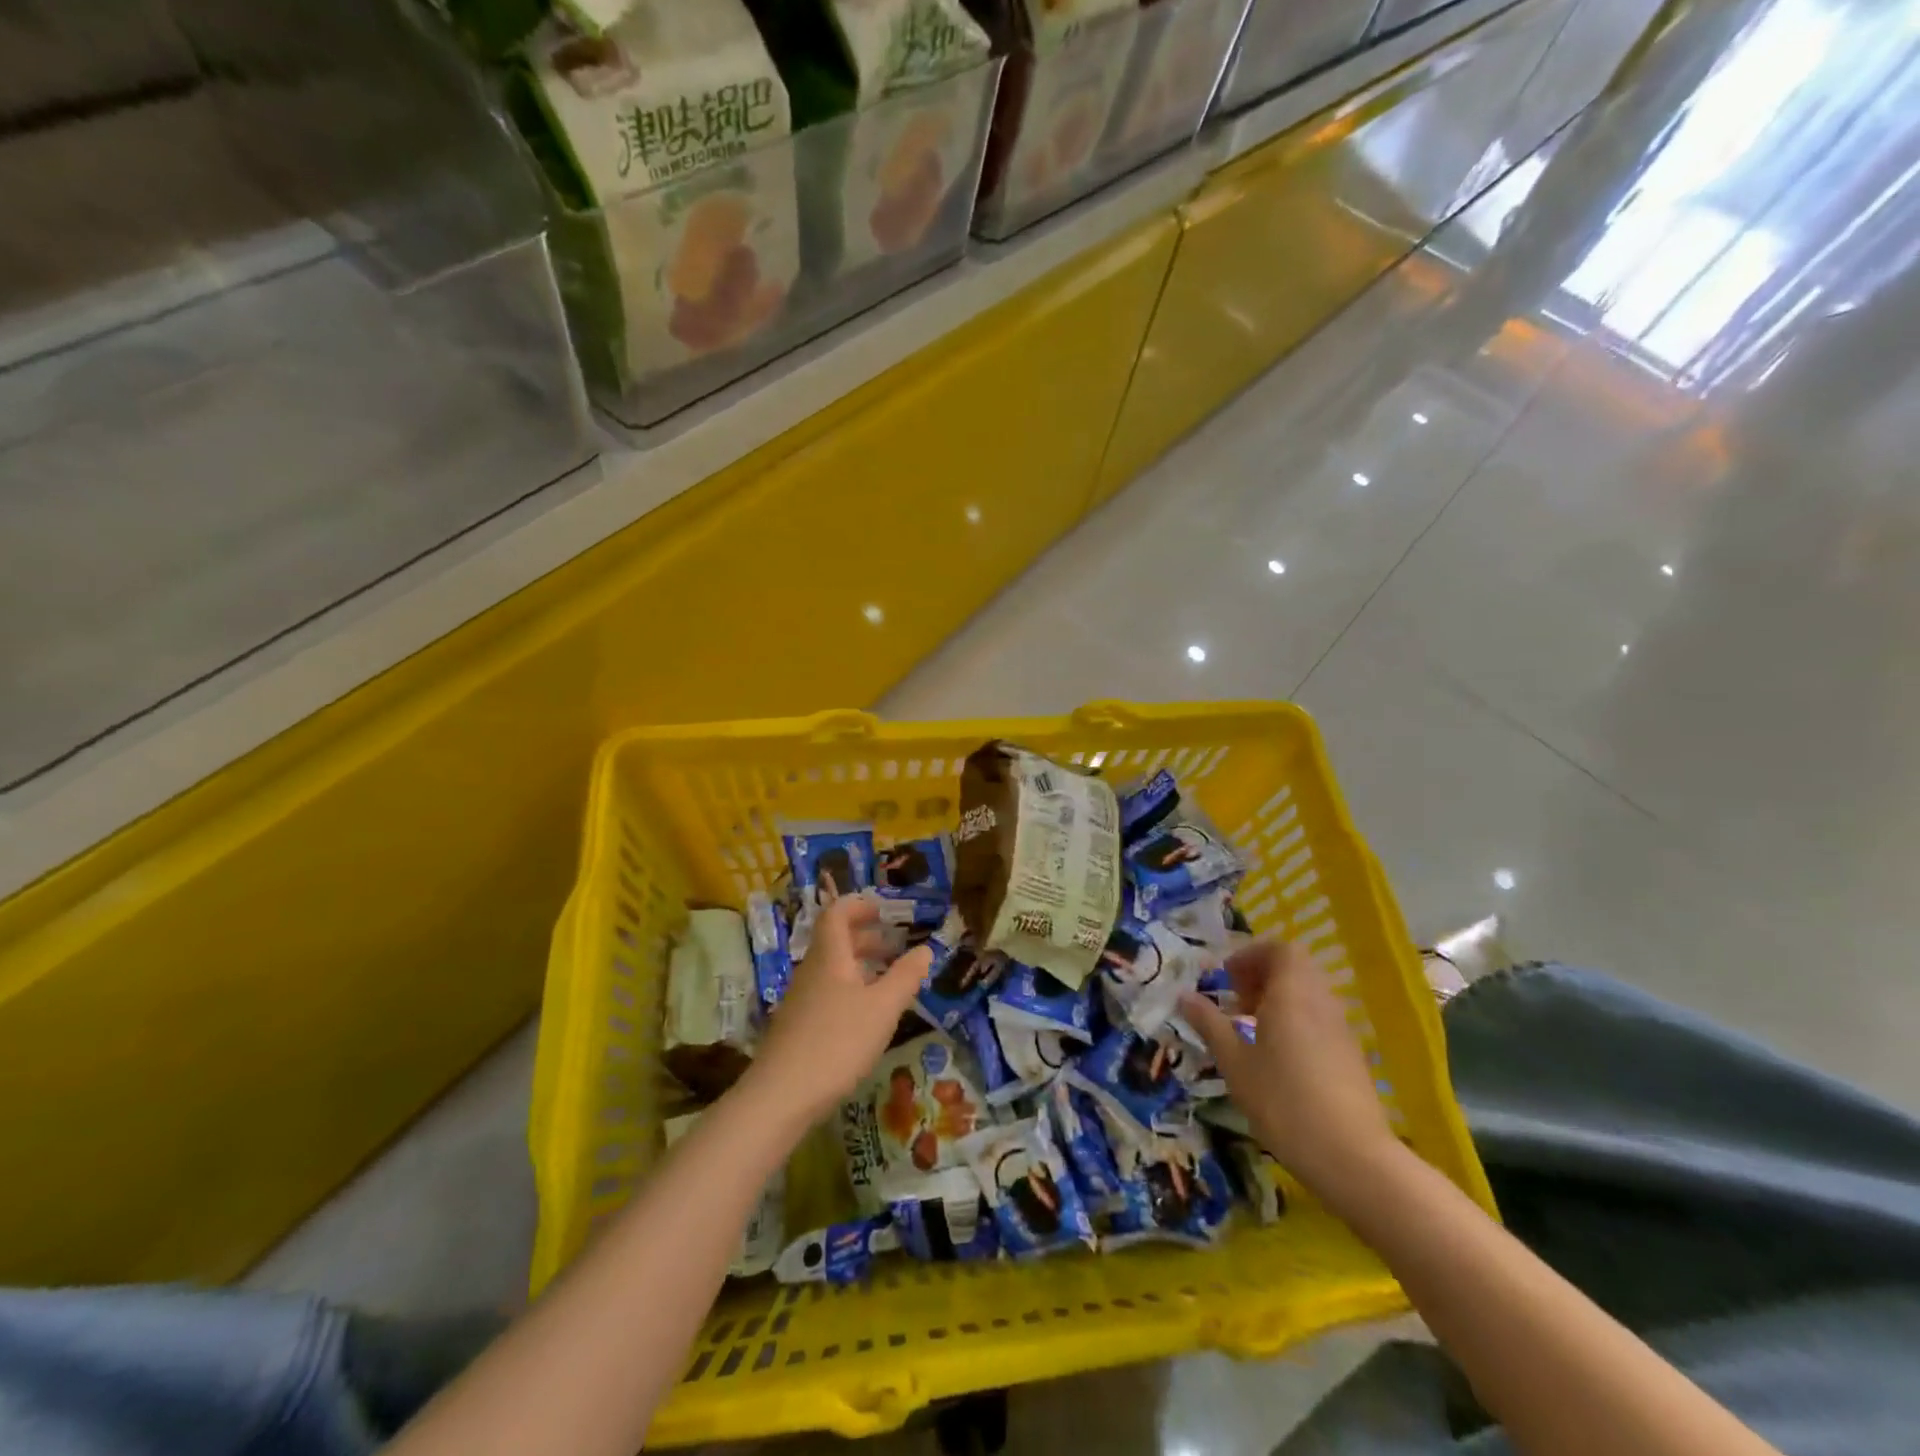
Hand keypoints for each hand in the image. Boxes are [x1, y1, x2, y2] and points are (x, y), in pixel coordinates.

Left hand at [748, 896, 930, 1127]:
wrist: (781, 1096)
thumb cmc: (837, 1042)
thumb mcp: (882, 1008)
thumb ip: (905, 977)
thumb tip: (925, 948)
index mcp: (830, 956)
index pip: (837, 913)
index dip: (859, 905)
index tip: (883, 910)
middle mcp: (812, 970)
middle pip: (836, 940)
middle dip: (866, 937)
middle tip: (896, 945)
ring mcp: (801, 999)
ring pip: (833, 968)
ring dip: (860, 965)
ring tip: (889, 980)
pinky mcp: (799, 1025)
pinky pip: (828, 991)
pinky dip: (851, 989)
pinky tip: (867, 1015)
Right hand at [1179, 938, 1403, 1209]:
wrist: (1352, 1157)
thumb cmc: (1283, 1101)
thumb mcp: (1234, 1062)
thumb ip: (1209, 1024)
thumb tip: (1184, 996)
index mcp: (1292, 994)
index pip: (1280, 949)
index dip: (1251, 955)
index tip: (1227, 979)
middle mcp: (1321, 1002)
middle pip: (1296, 968)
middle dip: (1262, 976)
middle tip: (1236, 1002)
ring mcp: (1341, 1029)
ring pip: (1309, 993)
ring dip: (1279, 999)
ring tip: (1252, 1029)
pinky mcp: (1351, 1055)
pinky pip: (1320, 1018)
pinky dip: (1296, 1021)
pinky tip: (1278, 1057)